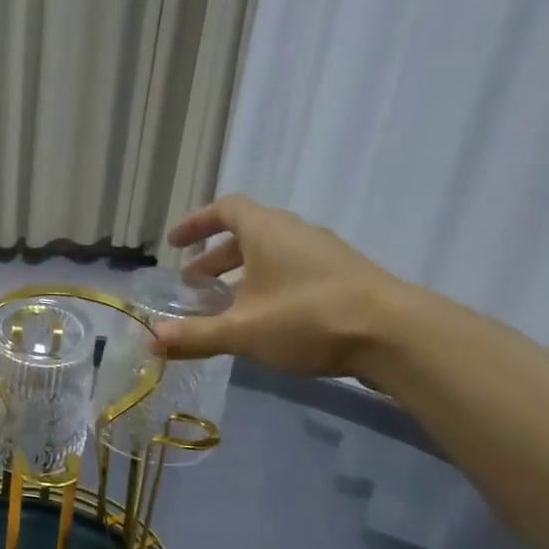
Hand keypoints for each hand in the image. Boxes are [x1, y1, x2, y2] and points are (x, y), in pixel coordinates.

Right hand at [150, 194, 401, 376]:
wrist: (396, 334)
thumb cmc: (308, 318)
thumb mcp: (242, 331)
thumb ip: (196, 335)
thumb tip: (152, 340)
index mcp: (266, 230)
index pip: (226, 209)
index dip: (196, 223)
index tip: (174, 245)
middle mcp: (295, 233)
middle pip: (247, 234)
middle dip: (215, 259)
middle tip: (193, 286)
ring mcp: (324, 254)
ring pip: (271, 255)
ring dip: (242, 275)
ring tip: (225, 307)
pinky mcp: (344, 277)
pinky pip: (293, 271)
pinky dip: (268, 286)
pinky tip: (265, 321)